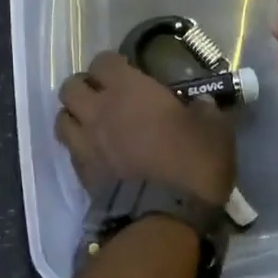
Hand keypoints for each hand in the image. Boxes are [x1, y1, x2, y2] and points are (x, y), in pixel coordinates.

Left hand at [56, 51, 235, 206]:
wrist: (164, 216)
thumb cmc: (192, 164)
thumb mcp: (215, 130)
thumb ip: (204, 110)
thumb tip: (200, 105)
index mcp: (129, 90)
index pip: (103, 61)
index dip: (114, 65)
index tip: (129, 74)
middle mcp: (99, 109)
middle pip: (71, 85)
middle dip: (86, 87)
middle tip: (106, 98)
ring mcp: (84, 141)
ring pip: (62, 116)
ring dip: (76, 116)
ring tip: (94, 124)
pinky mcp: (80, 172)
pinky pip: (70, 148)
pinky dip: (79, 146)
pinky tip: (97, 153)